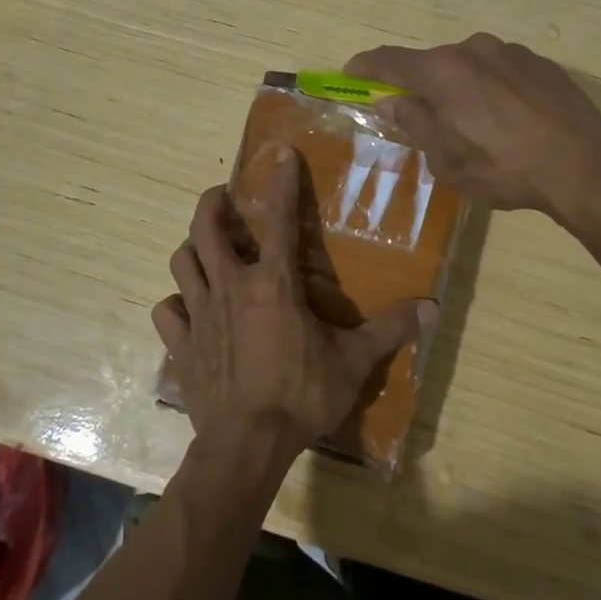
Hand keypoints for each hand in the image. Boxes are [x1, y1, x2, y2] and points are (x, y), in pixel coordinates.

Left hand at [152, 148, 436, 458]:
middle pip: (206, 228)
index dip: (281, 183)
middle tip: (224, 199)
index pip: (278, 219)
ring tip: (207, 250)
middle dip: (213, 204)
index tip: (281, 155)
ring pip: (182, 263)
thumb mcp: (353, 362)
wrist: (247, 444)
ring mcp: (200, 315)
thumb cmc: (301, 396)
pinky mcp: (180, 346)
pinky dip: (175, 305)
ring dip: (192, 249)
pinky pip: (167, 313)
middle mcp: (230, 287)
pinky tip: (187, 310)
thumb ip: (390, 330)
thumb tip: (433, 308)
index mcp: (273, 283)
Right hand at [346, 32, 600, 220]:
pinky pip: (502, 72)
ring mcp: (511, 53)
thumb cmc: (502, 167)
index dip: (366, 67)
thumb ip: (415, 124)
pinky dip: (492, 89)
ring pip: (470, 66)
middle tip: (420, 116)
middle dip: (420, 87)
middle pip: (432, 64)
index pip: (390, 61)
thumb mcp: (447, 159)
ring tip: (472, 124)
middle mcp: (473, 49)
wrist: (583, 163)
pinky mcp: (542, 63)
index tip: (351, 72)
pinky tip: (508, 120)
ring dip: (460, 88)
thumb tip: (393, 103)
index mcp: (442, 71)